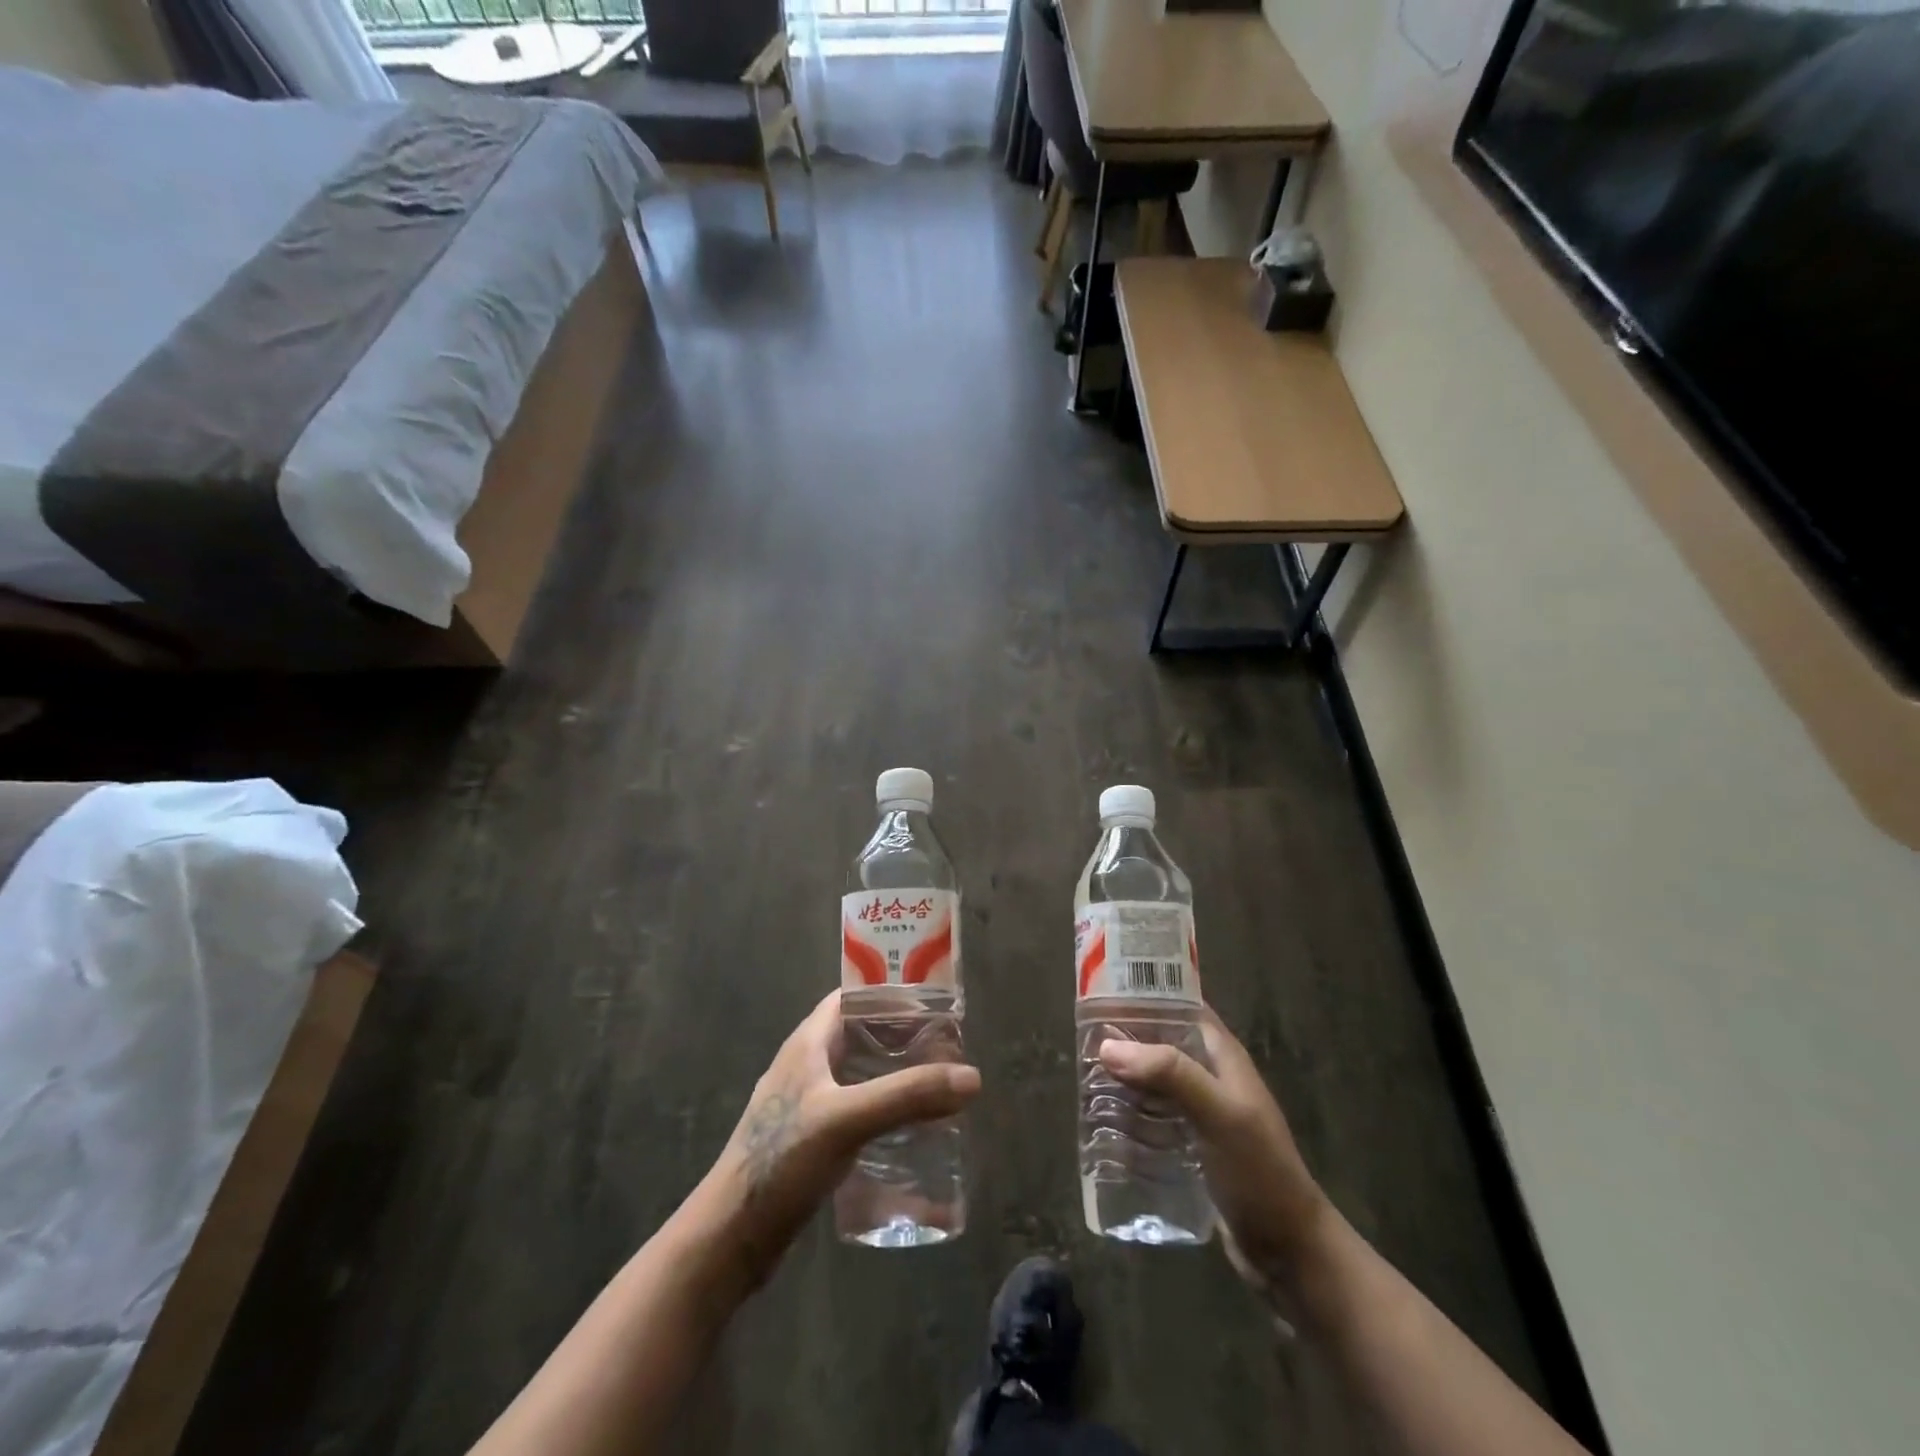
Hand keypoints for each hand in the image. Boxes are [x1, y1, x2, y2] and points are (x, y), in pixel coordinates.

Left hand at [710, 990, 979, 1285]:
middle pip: (861, 1034)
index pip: (853, 996)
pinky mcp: (811, 1139)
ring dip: (894, 1073)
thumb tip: (972, 1077)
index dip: (890, 992)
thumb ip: (907, 1096)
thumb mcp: (847, 1120)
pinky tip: (909, 1128)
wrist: (730, 1237)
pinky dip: (883, 1107)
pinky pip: (856, 1108)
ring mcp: (807, 1103)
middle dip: (902, 1035)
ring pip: (859, 1073)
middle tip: (947, 1046)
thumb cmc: (781, 1161)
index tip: (934, 1000)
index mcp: (808, 1042)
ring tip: (937, 1083)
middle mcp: (807, 1064)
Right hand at [1099, 1006, 1328, 1300]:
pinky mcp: (1190, 1144)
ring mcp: (1200, 1111)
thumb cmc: (1259, 1171)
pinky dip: (1130, 1112)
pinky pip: (1153, 1116)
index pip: (1180, 1004)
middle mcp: (1210, 1075)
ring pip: (1153, 1080)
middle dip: (1125, 1039)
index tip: (1101, 991)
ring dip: (1124, 1077)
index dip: (1145, 993)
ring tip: (1084, 1077)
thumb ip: (1170, 1073)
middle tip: (1082, 1039)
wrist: (1289, 1252)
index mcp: (1222, 1054)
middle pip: (1160, 1042)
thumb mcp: (1218, 1113)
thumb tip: (1108, 1046)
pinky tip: (1103, 1121)